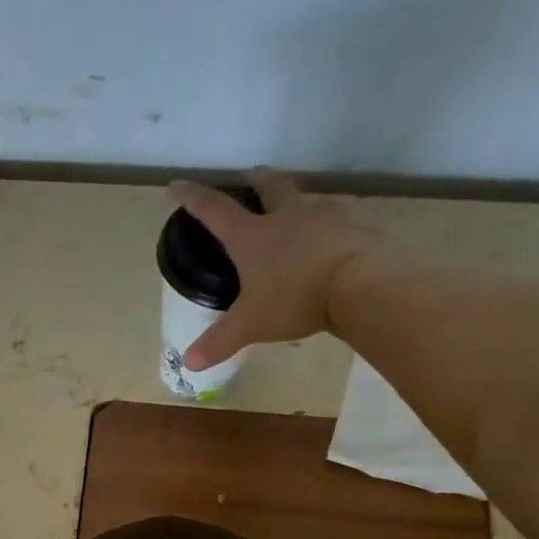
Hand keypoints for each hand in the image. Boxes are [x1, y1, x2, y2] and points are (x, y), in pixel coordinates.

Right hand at [168, 168, 381, 369]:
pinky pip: (342, 221)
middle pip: (270, 188)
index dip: (192, 198)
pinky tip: (335, 238)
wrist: (362, 285)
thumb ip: (219, 342)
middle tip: (252, 174)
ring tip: (297, 210)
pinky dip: (333, 226)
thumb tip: (189, 363)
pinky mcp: (357, 228)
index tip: (176, 186)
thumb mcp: (250, 325)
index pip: (214, 210)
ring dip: (299, 201)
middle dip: (257, 180)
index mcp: (252, 236)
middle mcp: (287, 217)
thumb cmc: (294, 299)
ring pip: (309, 199)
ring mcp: (326, 218)